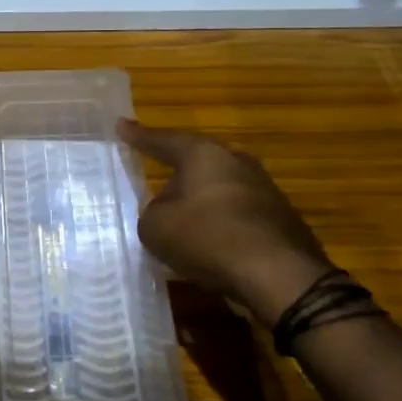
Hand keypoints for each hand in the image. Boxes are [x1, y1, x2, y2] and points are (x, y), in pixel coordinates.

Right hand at [118, 119, 331, 327]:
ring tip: (181, 220)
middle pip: (197, 162)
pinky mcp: (279, 218)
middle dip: (176, 173)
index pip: (163, 140)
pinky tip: (210, 244)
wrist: (279, 274)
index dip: (139, 136)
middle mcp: (236, 161)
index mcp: (203, 154)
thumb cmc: (208, 238)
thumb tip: (164, 211)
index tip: (122, 125)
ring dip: (199, 202)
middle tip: (156, 178)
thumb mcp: (156, 228)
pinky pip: (236, 214)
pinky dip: (220, 224)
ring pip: (219, 189)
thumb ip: (150, 213)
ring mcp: (263, 188)